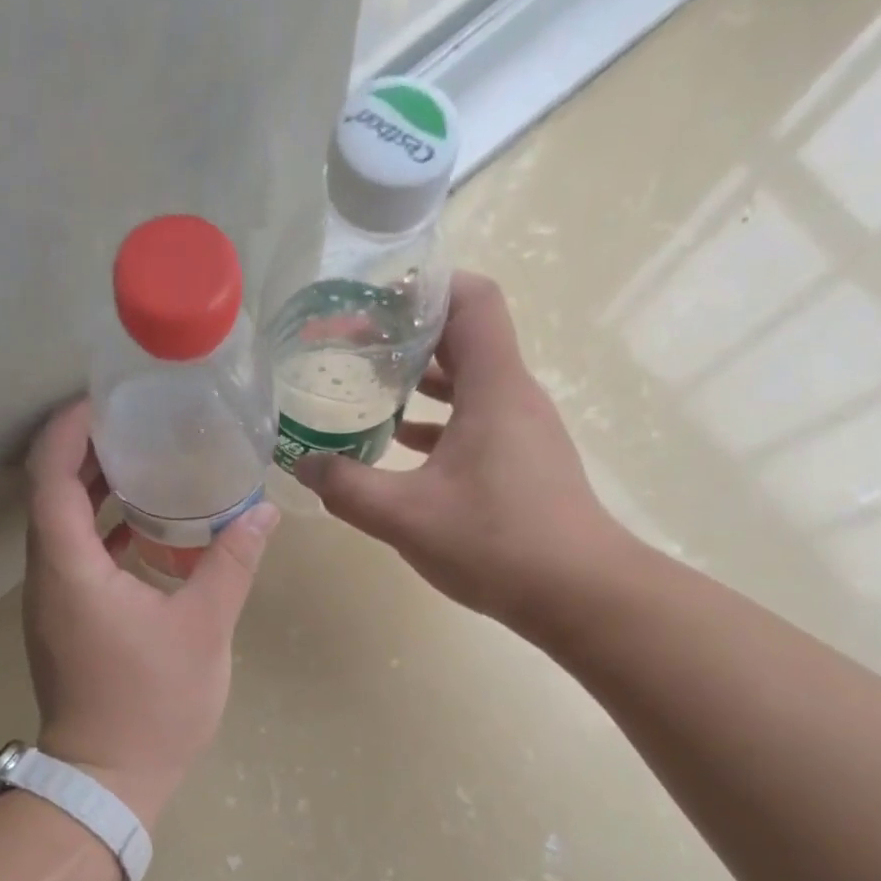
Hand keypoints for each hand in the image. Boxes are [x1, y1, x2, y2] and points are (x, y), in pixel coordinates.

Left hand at [23, 398, 278, 826]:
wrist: (109, 778)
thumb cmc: (152, 704)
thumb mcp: (203, 629)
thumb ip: (231, 564)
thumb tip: (262, 511)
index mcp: (70, 567)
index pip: (51, 474)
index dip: (71, 428)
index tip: (107, 400)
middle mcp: (47, 576)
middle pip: (50, 492)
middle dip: (87, 450)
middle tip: (138, 422)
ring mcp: (51, 601)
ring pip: (60, 525)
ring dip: (93, 489)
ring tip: (145, 461)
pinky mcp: (64, 621)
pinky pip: (74, 556)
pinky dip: (101, 530)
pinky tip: (145, 527)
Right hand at [295, 272, 631, 637]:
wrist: (577, 593)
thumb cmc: (495, 542)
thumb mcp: (405, 515)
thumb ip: (347, 486)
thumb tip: (304, 463)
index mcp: (494, 387)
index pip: (472, 300)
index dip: (426, 286)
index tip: (374, 299)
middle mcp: (513, 396)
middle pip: (464, 338)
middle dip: (408, 335)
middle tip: (352, 345)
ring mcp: (521, 431)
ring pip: (468, 383)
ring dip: (419, 382)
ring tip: (365, 389)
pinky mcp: (521, 463)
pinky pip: (474, 421)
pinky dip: (435, 422)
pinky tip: (396, 446)